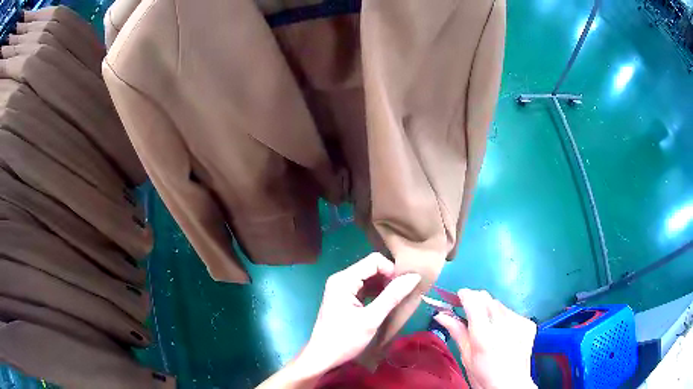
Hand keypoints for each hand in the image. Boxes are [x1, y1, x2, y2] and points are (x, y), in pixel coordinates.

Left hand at [300, 253, 420, 372]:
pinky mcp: (343, 297)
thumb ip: (392, 296)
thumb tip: (414, 276)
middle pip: (371, 267)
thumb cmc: (344, 339)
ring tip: (397, 299)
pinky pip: (363, 288)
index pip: (374, 261)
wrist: (322, 357)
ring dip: (384, 285)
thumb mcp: (371, 319)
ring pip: (368, 277)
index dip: (391, 270)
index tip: (403, 287)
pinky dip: (376, 292)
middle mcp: (341, 279)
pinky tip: (386, 303)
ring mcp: (341, 288)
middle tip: (402, 294)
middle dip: (388, 277)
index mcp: (344, 280)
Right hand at [434, 289, 536, 388]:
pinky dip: (505, 318)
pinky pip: (512, 313)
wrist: (511, 386)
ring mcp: (519, 322)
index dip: (464, 295)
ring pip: (500, 304)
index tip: (457, 298)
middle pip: (487, 298)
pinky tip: (503, 332)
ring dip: (490, 309)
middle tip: (469, 313)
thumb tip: (441, 314)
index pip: (473, 300)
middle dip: (476, 301)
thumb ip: (457, 332)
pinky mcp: (528, 324)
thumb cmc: (483, 376)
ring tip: (488, 327)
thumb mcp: (466, 357)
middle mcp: (503, 323)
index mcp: (483, 334)